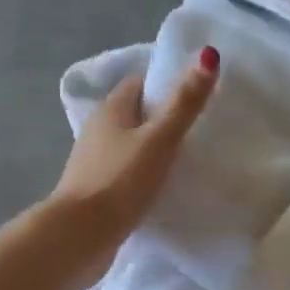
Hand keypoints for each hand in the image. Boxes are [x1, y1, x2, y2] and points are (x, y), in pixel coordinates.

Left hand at [48, 46, 219, 272]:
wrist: (81, 235)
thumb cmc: (120, 181)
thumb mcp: (159, 140)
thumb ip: (184, 103)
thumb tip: (208, 54)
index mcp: (110, 109)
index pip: (140, 83)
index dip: (166, 84)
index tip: (196, 94)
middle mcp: (98, 130)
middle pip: (135, 114)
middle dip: (162, 118)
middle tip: (199, 128)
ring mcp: (95, 162)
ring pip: (130, 145)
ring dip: (153, 149)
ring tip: (187, 159)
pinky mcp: (97, 191)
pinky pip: (126, 173)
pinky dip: (143, 174)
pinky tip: (162, 187)